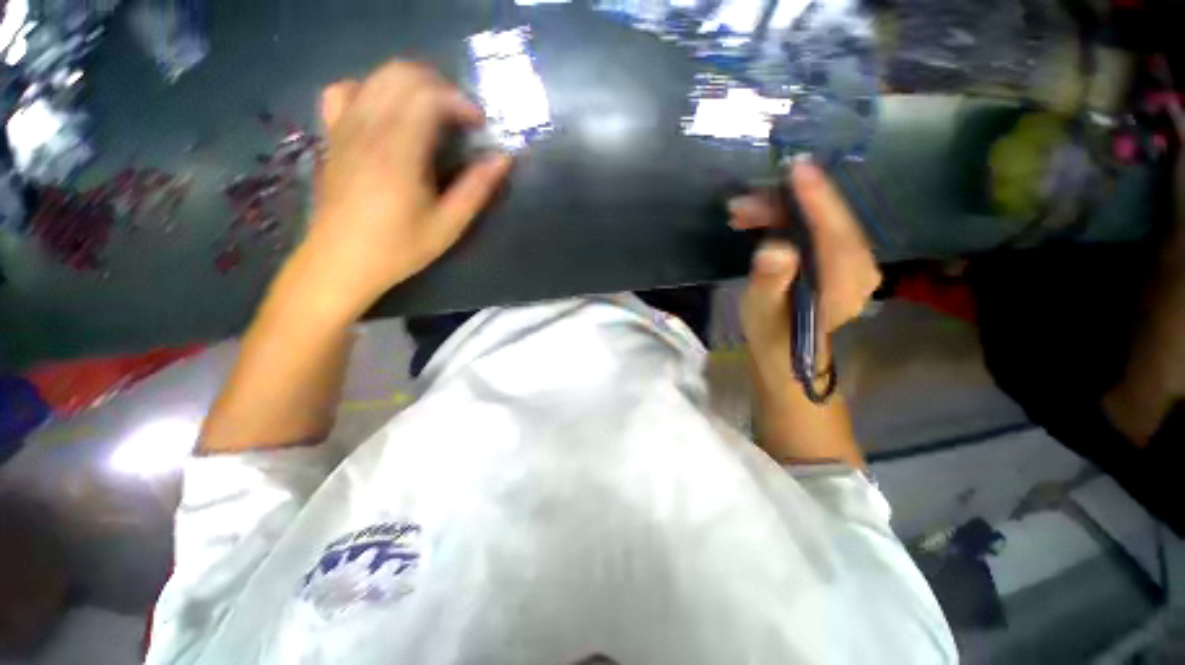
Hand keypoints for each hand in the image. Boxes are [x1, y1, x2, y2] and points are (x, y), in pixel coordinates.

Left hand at [299, 61, 512, 317]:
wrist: (340, 262)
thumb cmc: (398, 248)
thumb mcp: (448, 226)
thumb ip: (477, 189)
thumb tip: (503, 159)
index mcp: (398, 152)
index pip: (429, 96)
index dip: (461, 102)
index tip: (479, 125)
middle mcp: (367, 128)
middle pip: (402, 74)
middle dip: (440, 86)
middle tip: (460, 118)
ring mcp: (344, 127)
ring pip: (376, 76)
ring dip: (412, 85)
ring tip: (433, 113)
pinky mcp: (332, 135)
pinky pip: (346, 90)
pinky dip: (372, 90)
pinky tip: (386, 113)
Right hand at [728, 160, 879, 382]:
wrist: (785, 348)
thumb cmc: (771, 332)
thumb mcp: (762, 310)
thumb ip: (771, 281)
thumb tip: (775, 249)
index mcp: (845, 285)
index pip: (836, 234)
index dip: (817, 200)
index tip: (797, 169)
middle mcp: (861, 268)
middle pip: (829, 222)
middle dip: (785, 206)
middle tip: (742, 205)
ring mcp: (855, 262)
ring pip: (822, 221)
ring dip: (781, 212)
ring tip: (741, 214)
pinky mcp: (843, 258)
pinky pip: (819, 227)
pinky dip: (789, 219)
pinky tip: (760, 220)